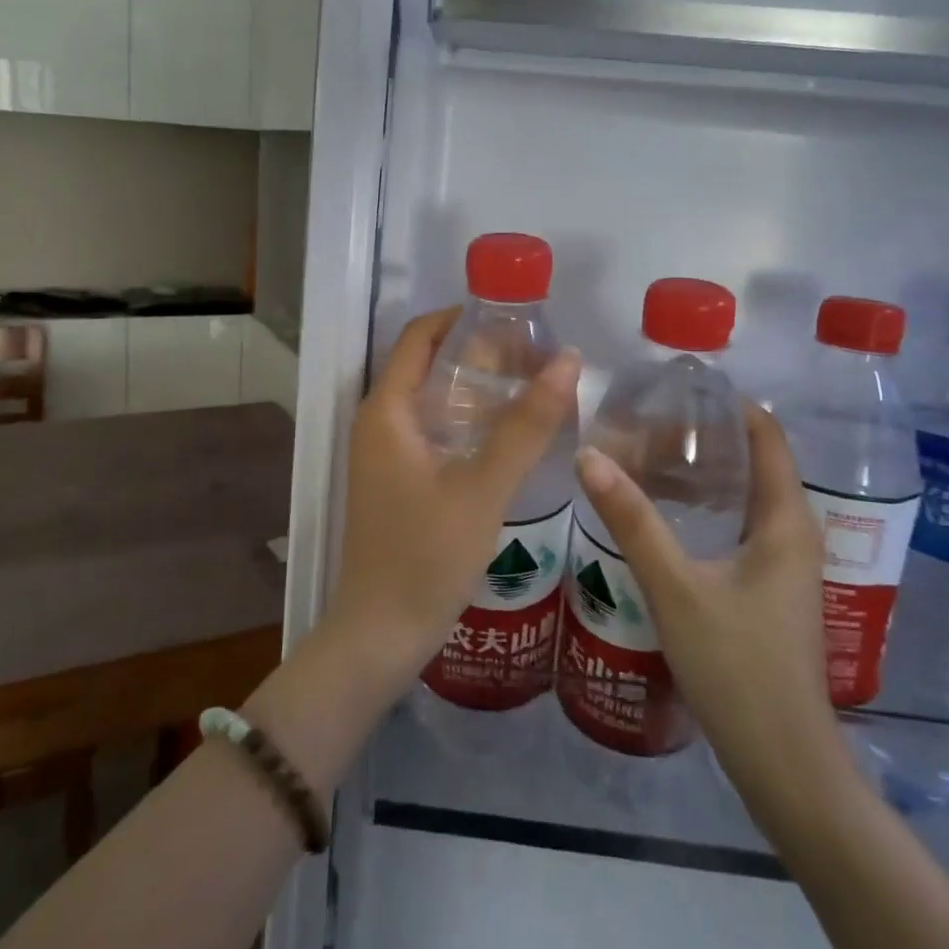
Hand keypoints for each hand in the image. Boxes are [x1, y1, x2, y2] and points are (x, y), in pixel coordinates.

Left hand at [326, 306, 579, 700]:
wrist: (381, 633)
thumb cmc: (425, 555)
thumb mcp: (482, 487)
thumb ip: (525, 425)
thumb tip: (568, 360)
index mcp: (386, 410)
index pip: (419, 336)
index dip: (461, 316)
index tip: (513, 314)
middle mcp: (379, 423)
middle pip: (427, 364)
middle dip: (478, 352)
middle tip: (536, 352)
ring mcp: (386, 455)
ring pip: (433, 401)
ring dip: (476, 388)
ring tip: (532, 386)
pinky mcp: (398, 481)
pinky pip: (434, 432)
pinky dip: (469, 421)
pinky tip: (510, 435)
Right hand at [575, 404, 850, 824]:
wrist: (781, 760)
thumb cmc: (736, 665)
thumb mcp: (674, 586)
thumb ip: (631, 519)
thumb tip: (589, 455)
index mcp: (786, 522)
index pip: (769, 438)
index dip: (731, 405)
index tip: (679, 387)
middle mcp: (794, 534)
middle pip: (756, 463)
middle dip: (707, 436)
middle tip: (648, 420)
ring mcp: (784, 566)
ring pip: (746, 497)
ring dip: (705, 472)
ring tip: (648, 454)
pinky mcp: (769, 590)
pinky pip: (740, 526)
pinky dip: (707, 505)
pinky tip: (666, 512)